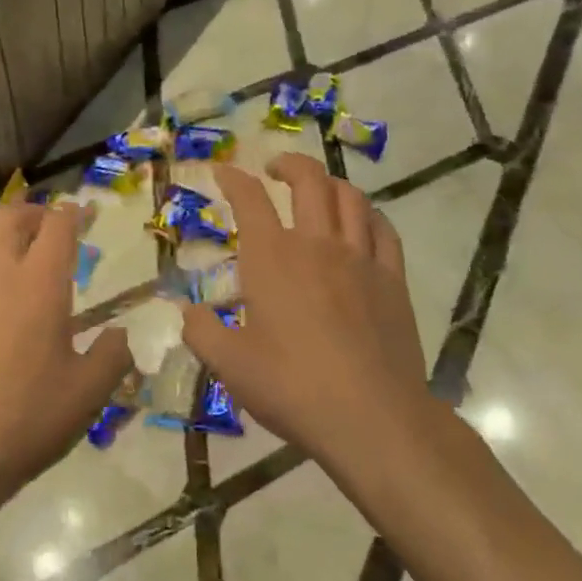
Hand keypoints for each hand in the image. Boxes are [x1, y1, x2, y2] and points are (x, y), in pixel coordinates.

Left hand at [0, 203, 131, 521]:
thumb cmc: (25, 422)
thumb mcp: (88, 394)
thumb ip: (113, 355)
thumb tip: (120, 335)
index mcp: (39, 286)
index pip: (57, 228)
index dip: (73, 214)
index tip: (84, 213)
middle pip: (8, 220)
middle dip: (32, 212)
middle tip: (48, 223)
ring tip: (9, 250)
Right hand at [179, 156, 427, 470]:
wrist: (371, 416)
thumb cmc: (292, 387)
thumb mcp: (230, 366)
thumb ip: (203, 333)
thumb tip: (189, 314)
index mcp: (272, 258)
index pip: (250, 200)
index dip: (233, 179)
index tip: (223, 172)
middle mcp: (317, 244)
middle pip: (309, 180)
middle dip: (290, 164)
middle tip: (275, 170)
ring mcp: (361, 258)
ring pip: (350, 198)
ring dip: (330, 183)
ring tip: (318, 189)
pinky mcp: (393, 279)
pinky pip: (384, 230)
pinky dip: (369, 215)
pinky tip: (363, 223)